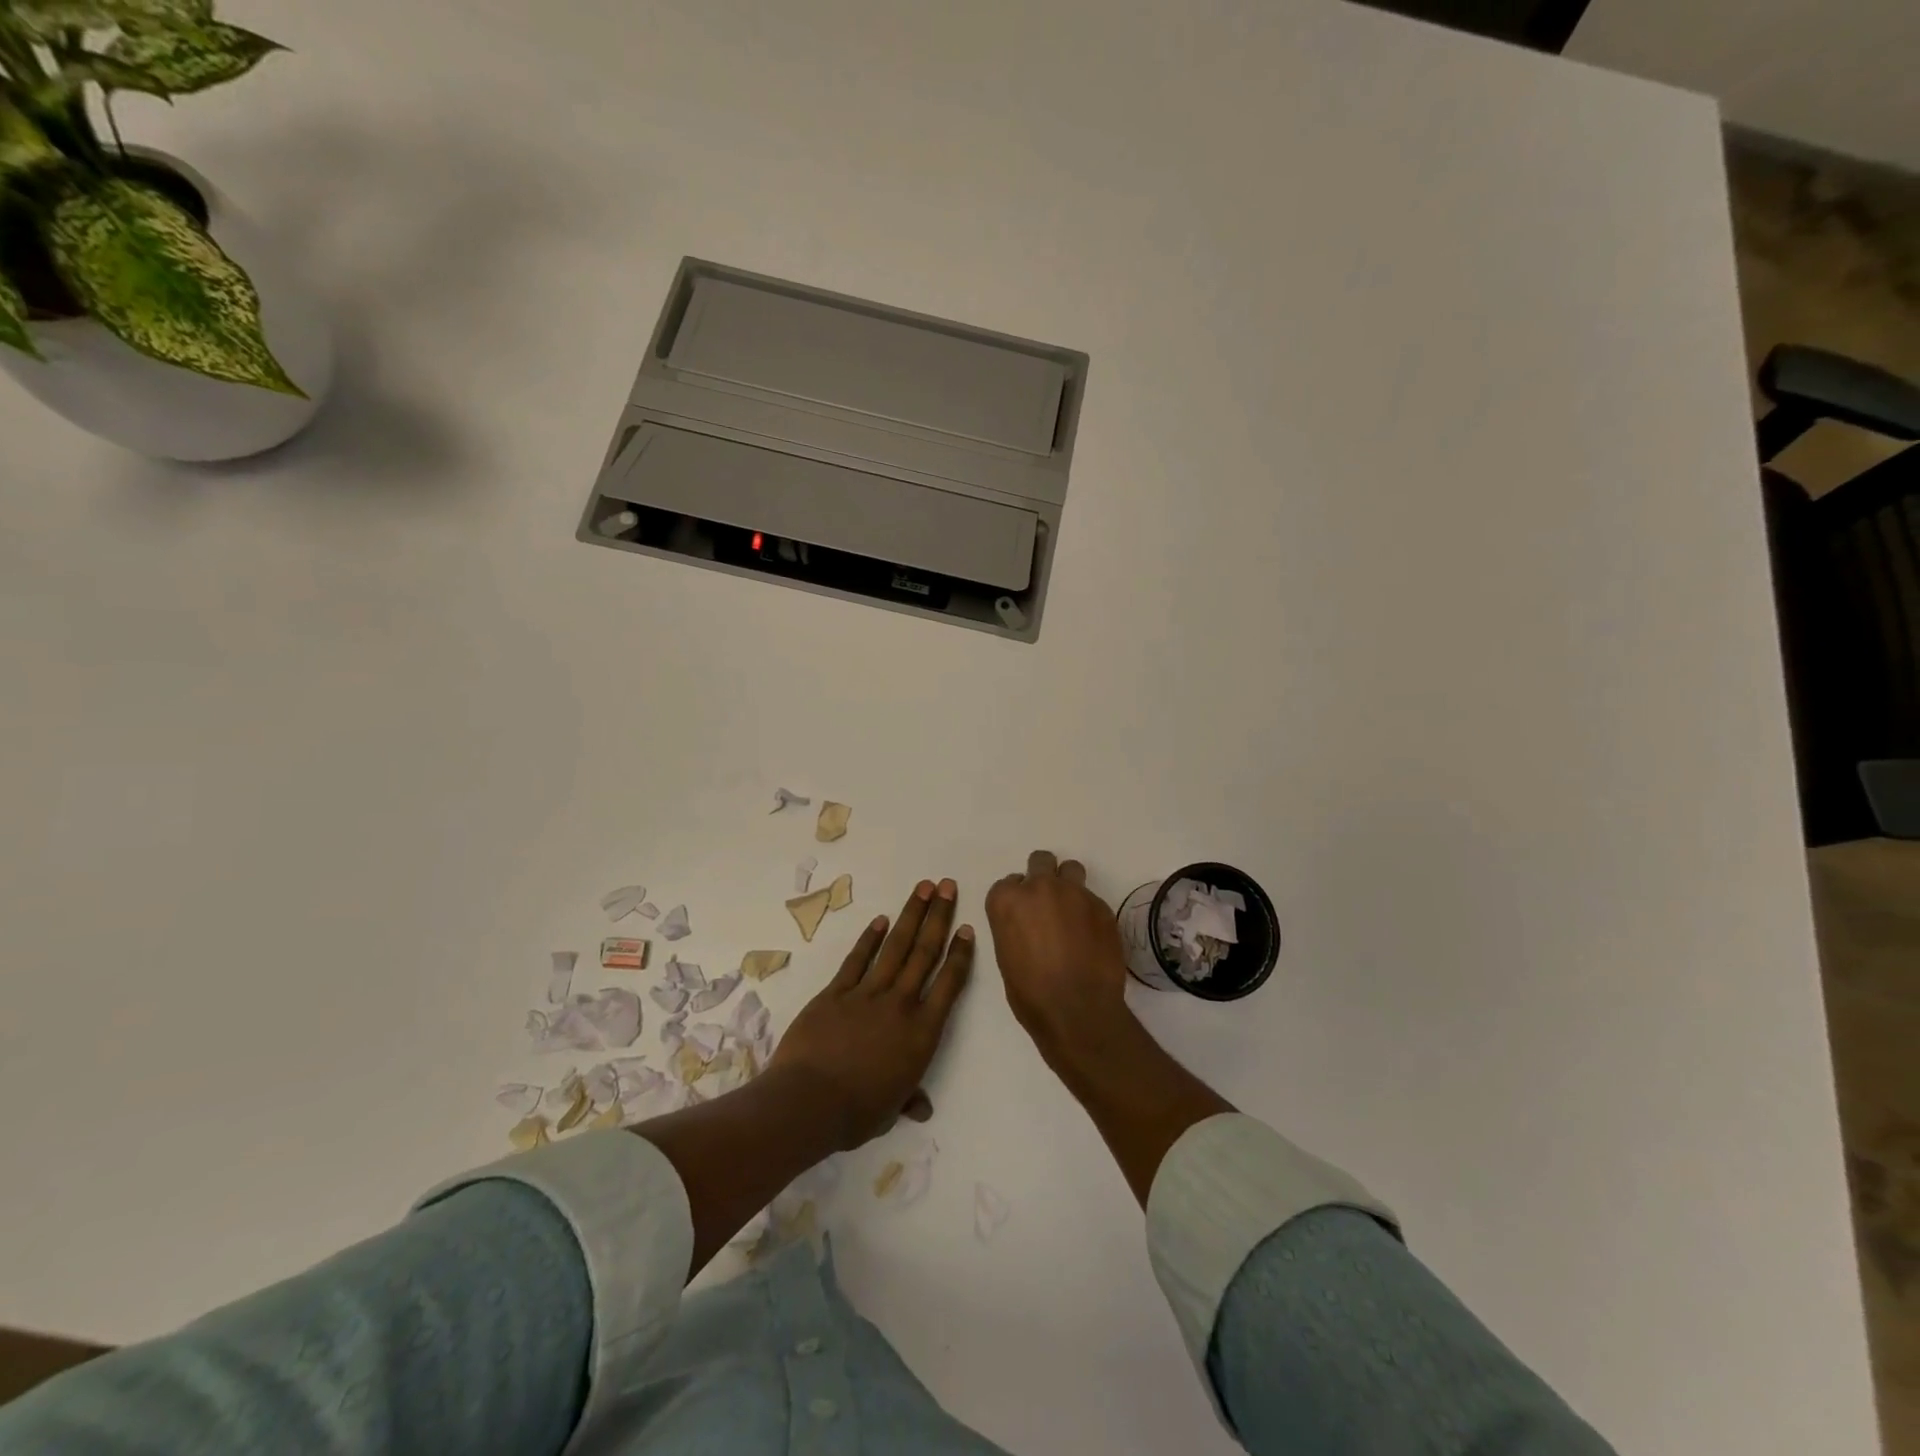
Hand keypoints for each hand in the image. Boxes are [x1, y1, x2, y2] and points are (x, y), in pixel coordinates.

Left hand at [769, 878, 973, 1149]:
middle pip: (925, 953)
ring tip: (923, 887)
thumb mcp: (891, 1110)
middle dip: (939, 916)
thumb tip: (922, 1108)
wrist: (808, 1102)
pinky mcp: (836, 992)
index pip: (949, 984)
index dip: (960, 954)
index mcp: (922, 1033)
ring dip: (910, 915)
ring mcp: (867, 994)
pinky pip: (857, 960)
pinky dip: (870, 938)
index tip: (967, 927)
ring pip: (895, 947)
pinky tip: (880, 920)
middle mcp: (900, 1004)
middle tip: (947, 885)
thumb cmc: (857, 1113)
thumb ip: (909, 1098)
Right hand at [985, 850, 1131, 1064]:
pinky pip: (1092, 898)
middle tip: (1047, 905)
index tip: (1023, 917)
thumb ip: (1014, 926)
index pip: (1008, 883)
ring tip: (1072, 912)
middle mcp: (1039, 887)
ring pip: (1070, 869)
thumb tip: (1028, 924)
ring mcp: (1074, 893)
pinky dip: (1088, 911)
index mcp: (1007, 901)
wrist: (1078, 1011)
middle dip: (1042, 877)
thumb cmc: (1031, 994)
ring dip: (1068, 884)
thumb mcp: (1006, 956)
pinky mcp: (1102, 906)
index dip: (1016, 899)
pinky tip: (1091, 936)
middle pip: (1040, 861)